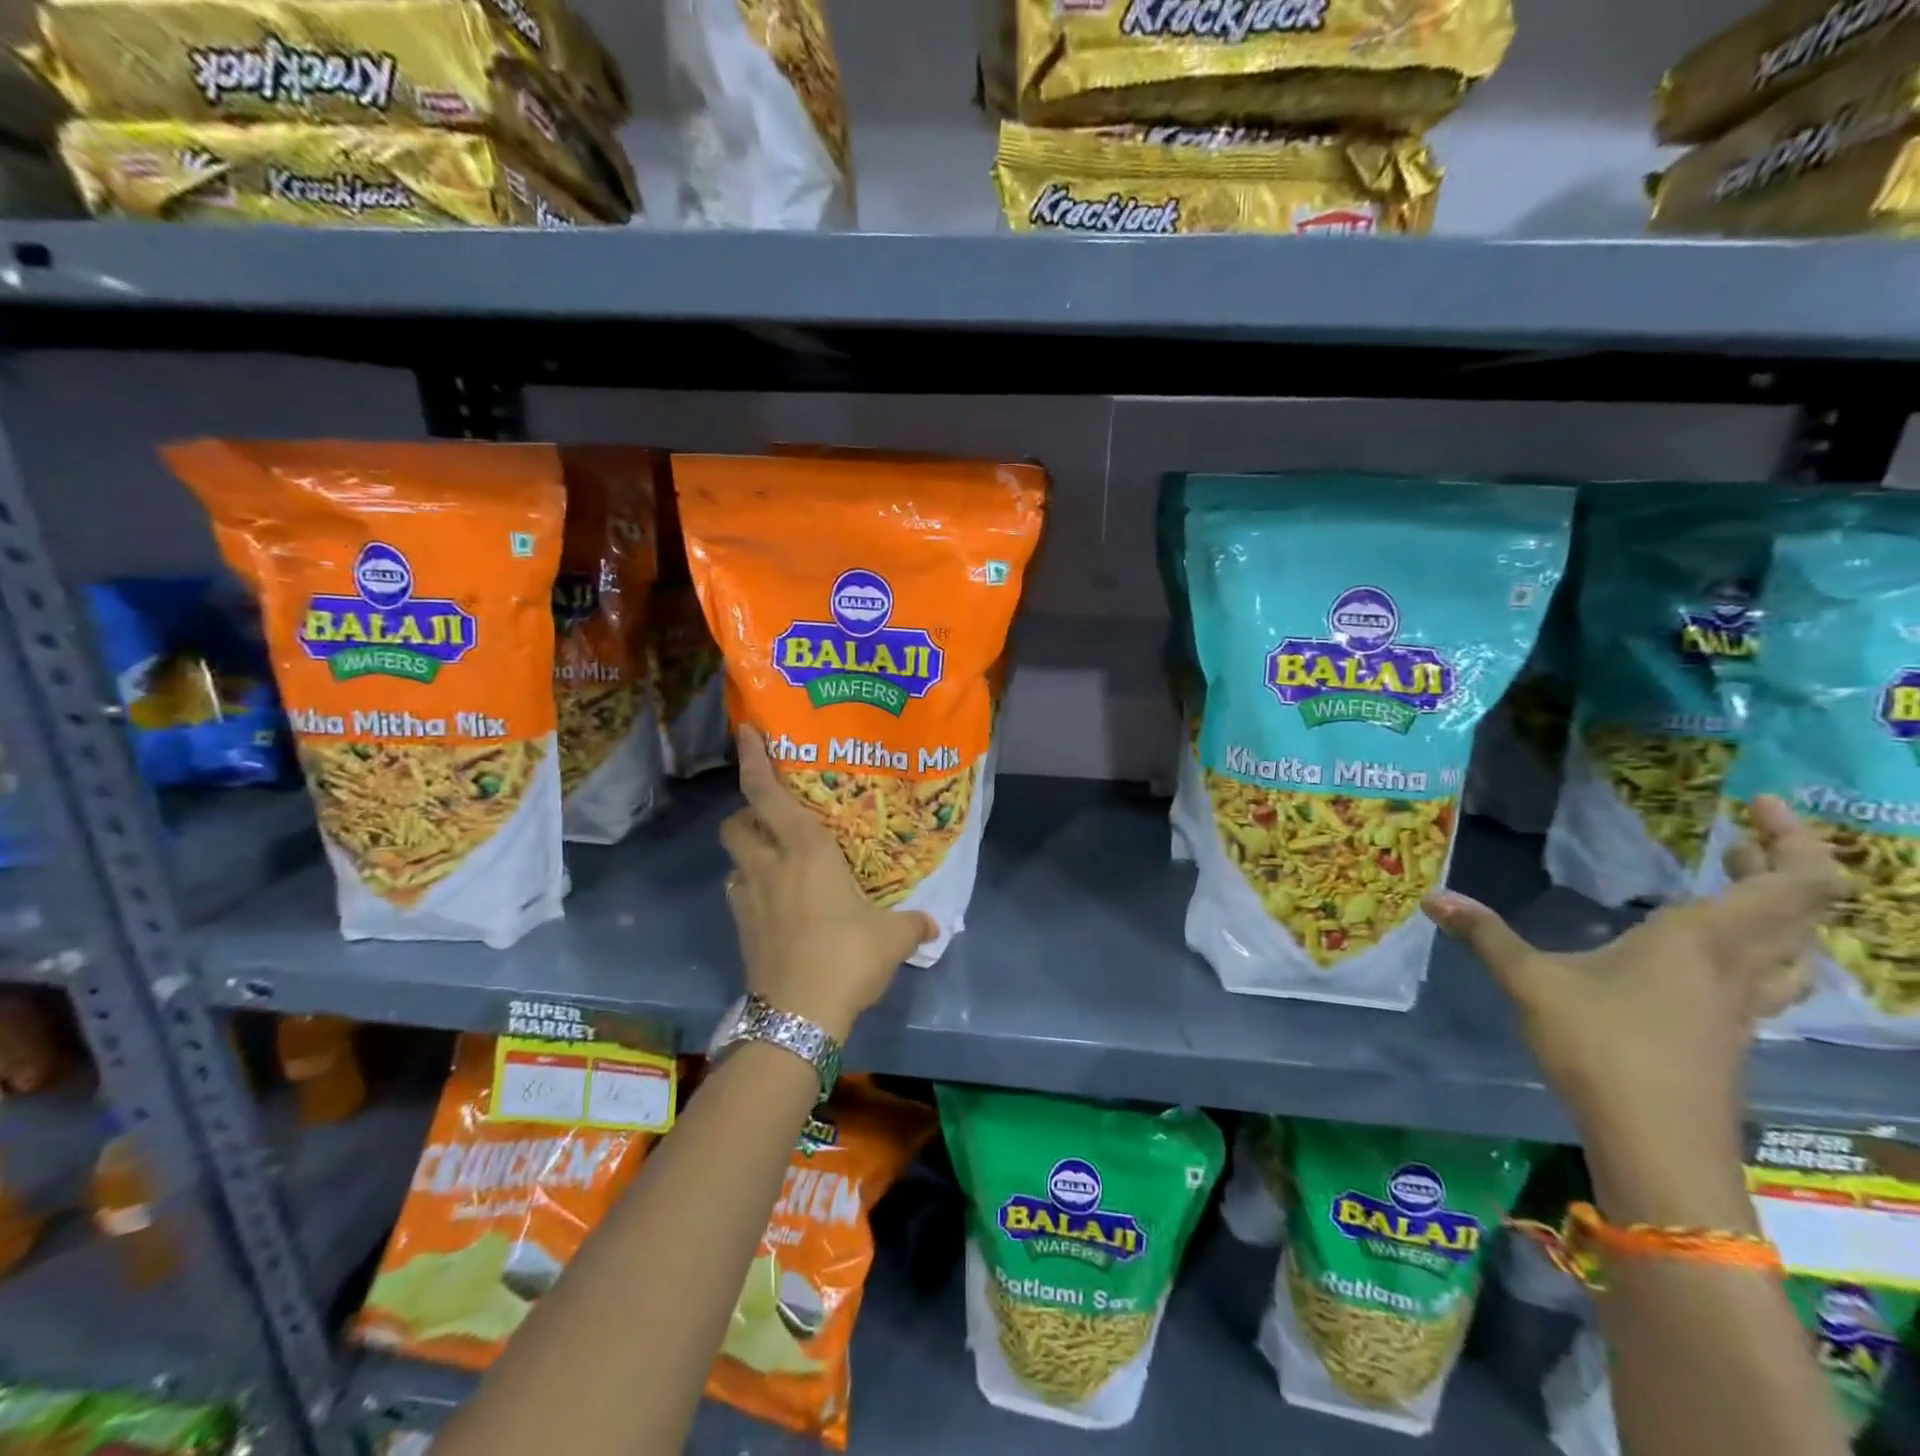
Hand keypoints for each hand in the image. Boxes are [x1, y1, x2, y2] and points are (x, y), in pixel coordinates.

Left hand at [719, 726, 934, 1041]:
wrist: (799, 1016)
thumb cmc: (847, 956)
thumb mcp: (892, 937)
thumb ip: (912, 923)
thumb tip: (933, 924)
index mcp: (805, 851)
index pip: (767, 793)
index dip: (754, 759)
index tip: (746, 731)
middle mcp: (769, 866)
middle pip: (736, 823)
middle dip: (746, 812)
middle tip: (775, 818)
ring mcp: (748, 900)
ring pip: (734, 860)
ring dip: (749, 853)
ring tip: (778, 862)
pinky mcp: (741, 930)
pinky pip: (740, 895)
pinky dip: (752, 889)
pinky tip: (776, 904)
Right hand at [1422, 796, 1843, 1144]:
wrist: (1656, 1142)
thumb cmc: (1601, 1046)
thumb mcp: (1530, 982)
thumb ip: (1486, 935)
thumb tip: (1432, 896)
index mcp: (1702, 939)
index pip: (1794, 882)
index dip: (1793, 836)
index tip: (1753, 803)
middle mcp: (1738, 965)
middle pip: (1803, 908)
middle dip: (1779, 864)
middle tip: (1733, 838)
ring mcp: (1743, 1005)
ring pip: (1794, 947)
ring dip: (1777, 910)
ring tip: (1734, 886)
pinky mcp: (1733, 1034)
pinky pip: (1769, 977)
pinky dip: (1758, 948)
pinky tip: (1708, 955)